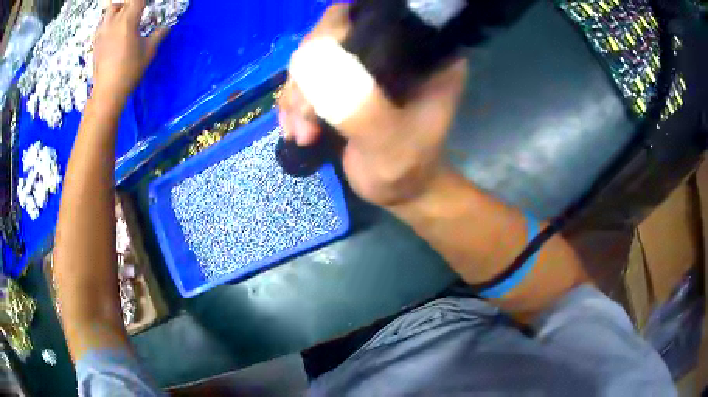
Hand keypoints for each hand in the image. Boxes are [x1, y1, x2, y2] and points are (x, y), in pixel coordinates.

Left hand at [92, 0, 167, 106]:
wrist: (107, 92)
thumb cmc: (130, 71)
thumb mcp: (149, 52)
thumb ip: (158, 35)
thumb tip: (165, 28)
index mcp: (128, 20)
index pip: (138, 0)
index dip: (143, 1)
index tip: (148, 5)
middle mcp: (113, 22)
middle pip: (124, 2)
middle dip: (132, 4)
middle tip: (139, 11)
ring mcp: (102, 31)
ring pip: (111, 9)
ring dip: (119, 9)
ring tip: (125, 17)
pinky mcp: (96, 41)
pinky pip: (103, 23)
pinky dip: (110, 21)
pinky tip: (114, 31)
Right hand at [278, 5, 467, 207]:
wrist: (397, 190)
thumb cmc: (405, 170)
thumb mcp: (388, 145)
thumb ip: (360, 107)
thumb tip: (311, 60)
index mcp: (423, 53)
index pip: (373, 18)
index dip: (334, 33)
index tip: (314, 73)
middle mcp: (395, 48)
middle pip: (333, 33)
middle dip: (307, 76)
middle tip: (305, 120)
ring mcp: (366, 63)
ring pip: (313, 56)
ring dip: (296, 95)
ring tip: (301, 134)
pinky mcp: (345, 78)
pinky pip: (307, 77)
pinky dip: (294, 103)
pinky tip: (296, 130)